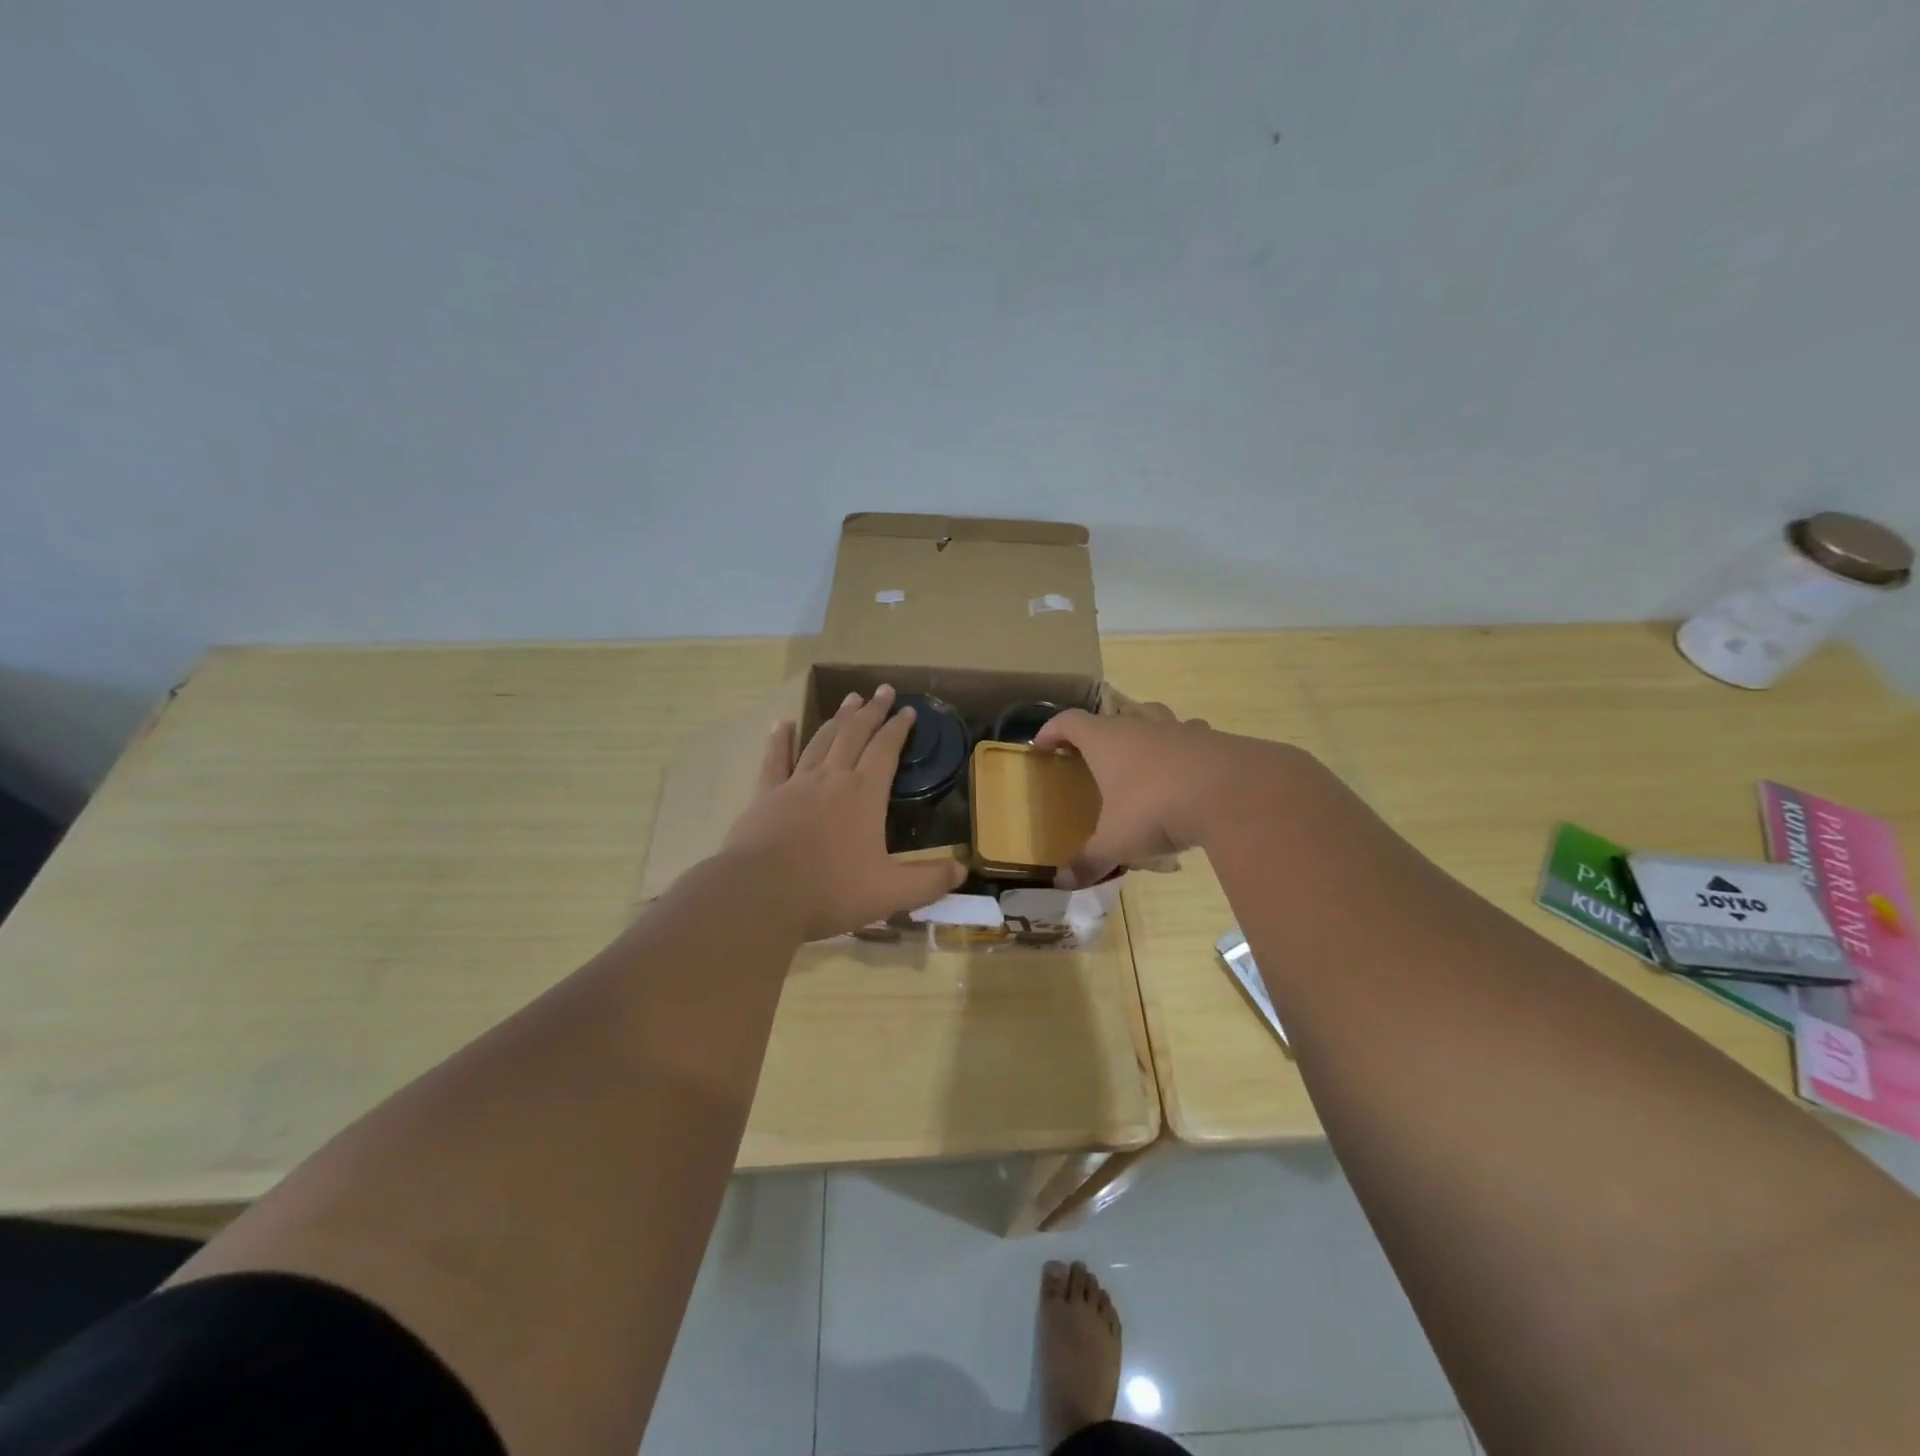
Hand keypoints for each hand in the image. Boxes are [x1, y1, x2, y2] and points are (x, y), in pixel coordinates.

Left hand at [723, 684, 966, 940]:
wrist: (760, 896)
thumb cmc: (830, 892)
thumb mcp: (891, 893)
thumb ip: (929, 881)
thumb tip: (962, 870)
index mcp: (864, 794)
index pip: (886, 750)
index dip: (899, 728)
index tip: (908, 710)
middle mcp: (832, 779)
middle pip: (855, 735)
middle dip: (872, 711)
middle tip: (882, 690)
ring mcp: (796, 784)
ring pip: (821, 740)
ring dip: (838, 719)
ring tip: (849, 699)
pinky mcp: (765, 796)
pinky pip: (775, 760)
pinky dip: (780, 740)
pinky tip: (782, 724)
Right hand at [1033, 701, 1303, 887]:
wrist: (1232, 793)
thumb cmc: (1156, 809)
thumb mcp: (1116, 842)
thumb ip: (1089, 861)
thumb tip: (1061, 883)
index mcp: (1107, 740)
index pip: (1069, 721)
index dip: (1052, 730)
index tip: (1042, 746)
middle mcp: (1140, 725)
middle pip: (1114, 715)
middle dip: (1101, 732)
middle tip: (1096, 757)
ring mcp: (1179, 729)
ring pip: (1155, 718)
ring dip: (1144, 733)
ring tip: (1142, 760)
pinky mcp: (1213, 740)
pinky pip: (1191, 738)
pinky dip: (1183, 750)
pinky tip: (1187, 775)